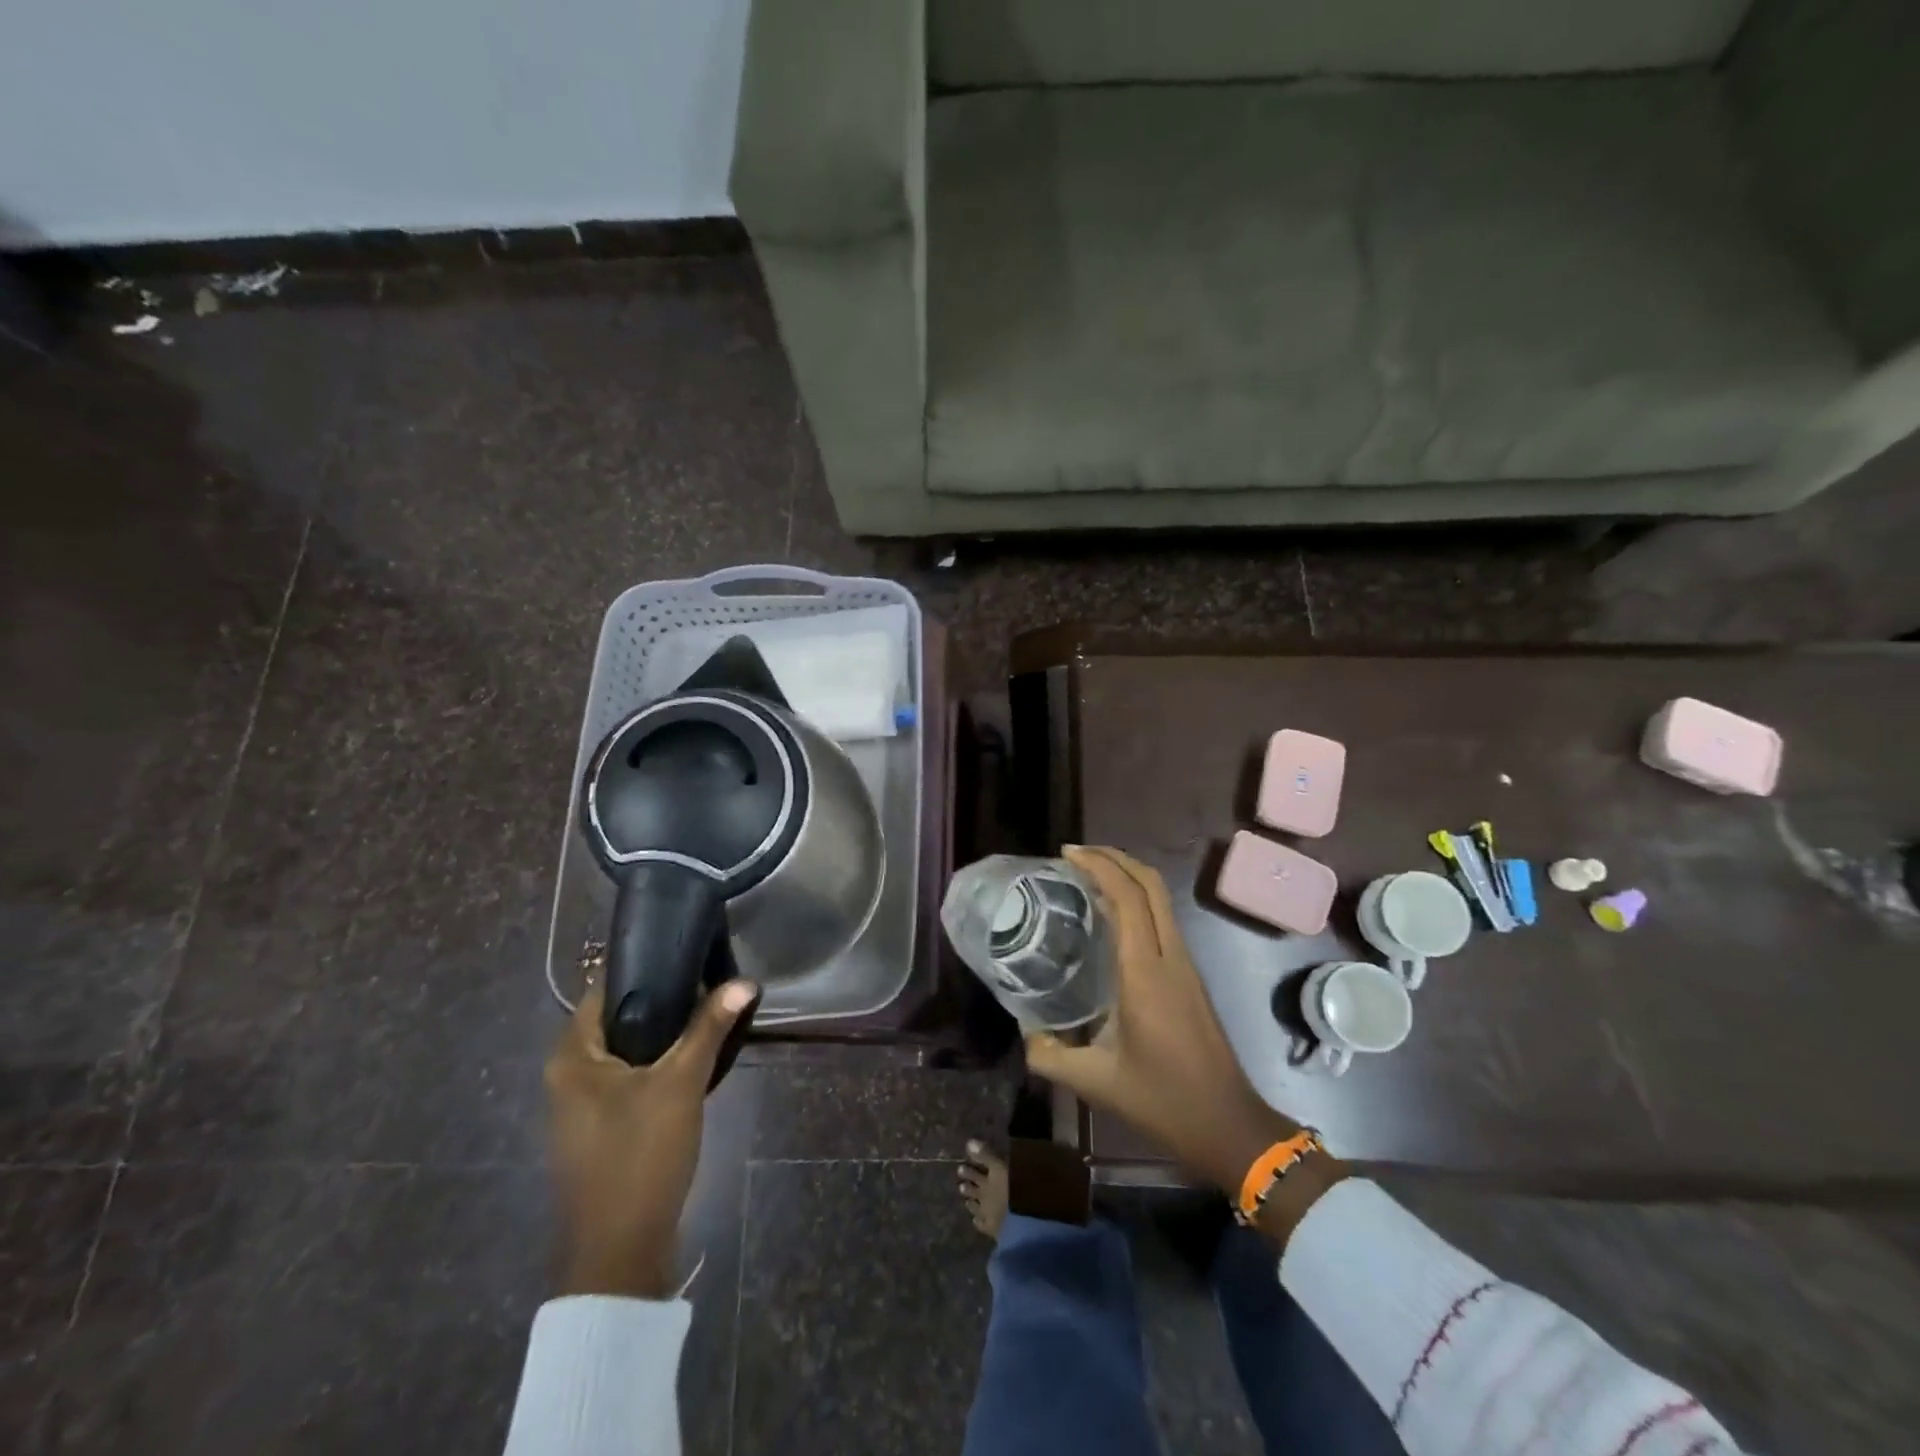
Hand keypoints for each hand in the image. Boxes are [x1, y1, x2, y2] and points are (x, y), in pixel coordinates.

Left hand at [544, 979, 756, 1297]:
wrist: (620, 1253)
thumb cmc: (640, 1156)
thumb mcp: (680, 1084)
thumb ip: (709, 1028)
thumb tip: (745, 982)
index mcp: (571, 1056)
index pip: (606, 989)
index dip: (647, 967)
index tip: (689, 952)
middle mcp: (567, 1075)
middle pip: (619, 1019)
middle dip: (664, 1001)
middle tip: (709, 980)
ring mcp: (582, 1106)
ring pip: (628, 1050)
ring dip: (665, 1034)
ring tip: (710, 1012)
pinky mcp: (601, 1128)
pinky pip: (630, 1078)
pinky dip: (659, 1064)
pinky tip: (694, 1060)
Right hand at [1025, 846, 1345, 1242]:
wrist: (1228, 1125)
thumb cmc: (1163, 1100)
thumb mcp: (1095, 1081)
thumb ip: (1048, 1055)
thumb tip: (1024, 1033)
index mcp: (1145, 971)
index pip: (1126, 897)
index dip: (1099, 865)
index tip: (1067, 854)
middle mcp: (1169, 956)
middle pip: (1150, 884)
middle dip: (1115, 857)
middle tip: (1076, 854)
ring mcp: (1185, 964)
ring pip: (1160, 899)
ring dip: (1127, 877)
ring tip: (1087, 878)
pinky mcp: (1190, 976)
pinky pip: (1162, 920)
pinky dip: (1136, 901)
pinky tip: (1109, 918)